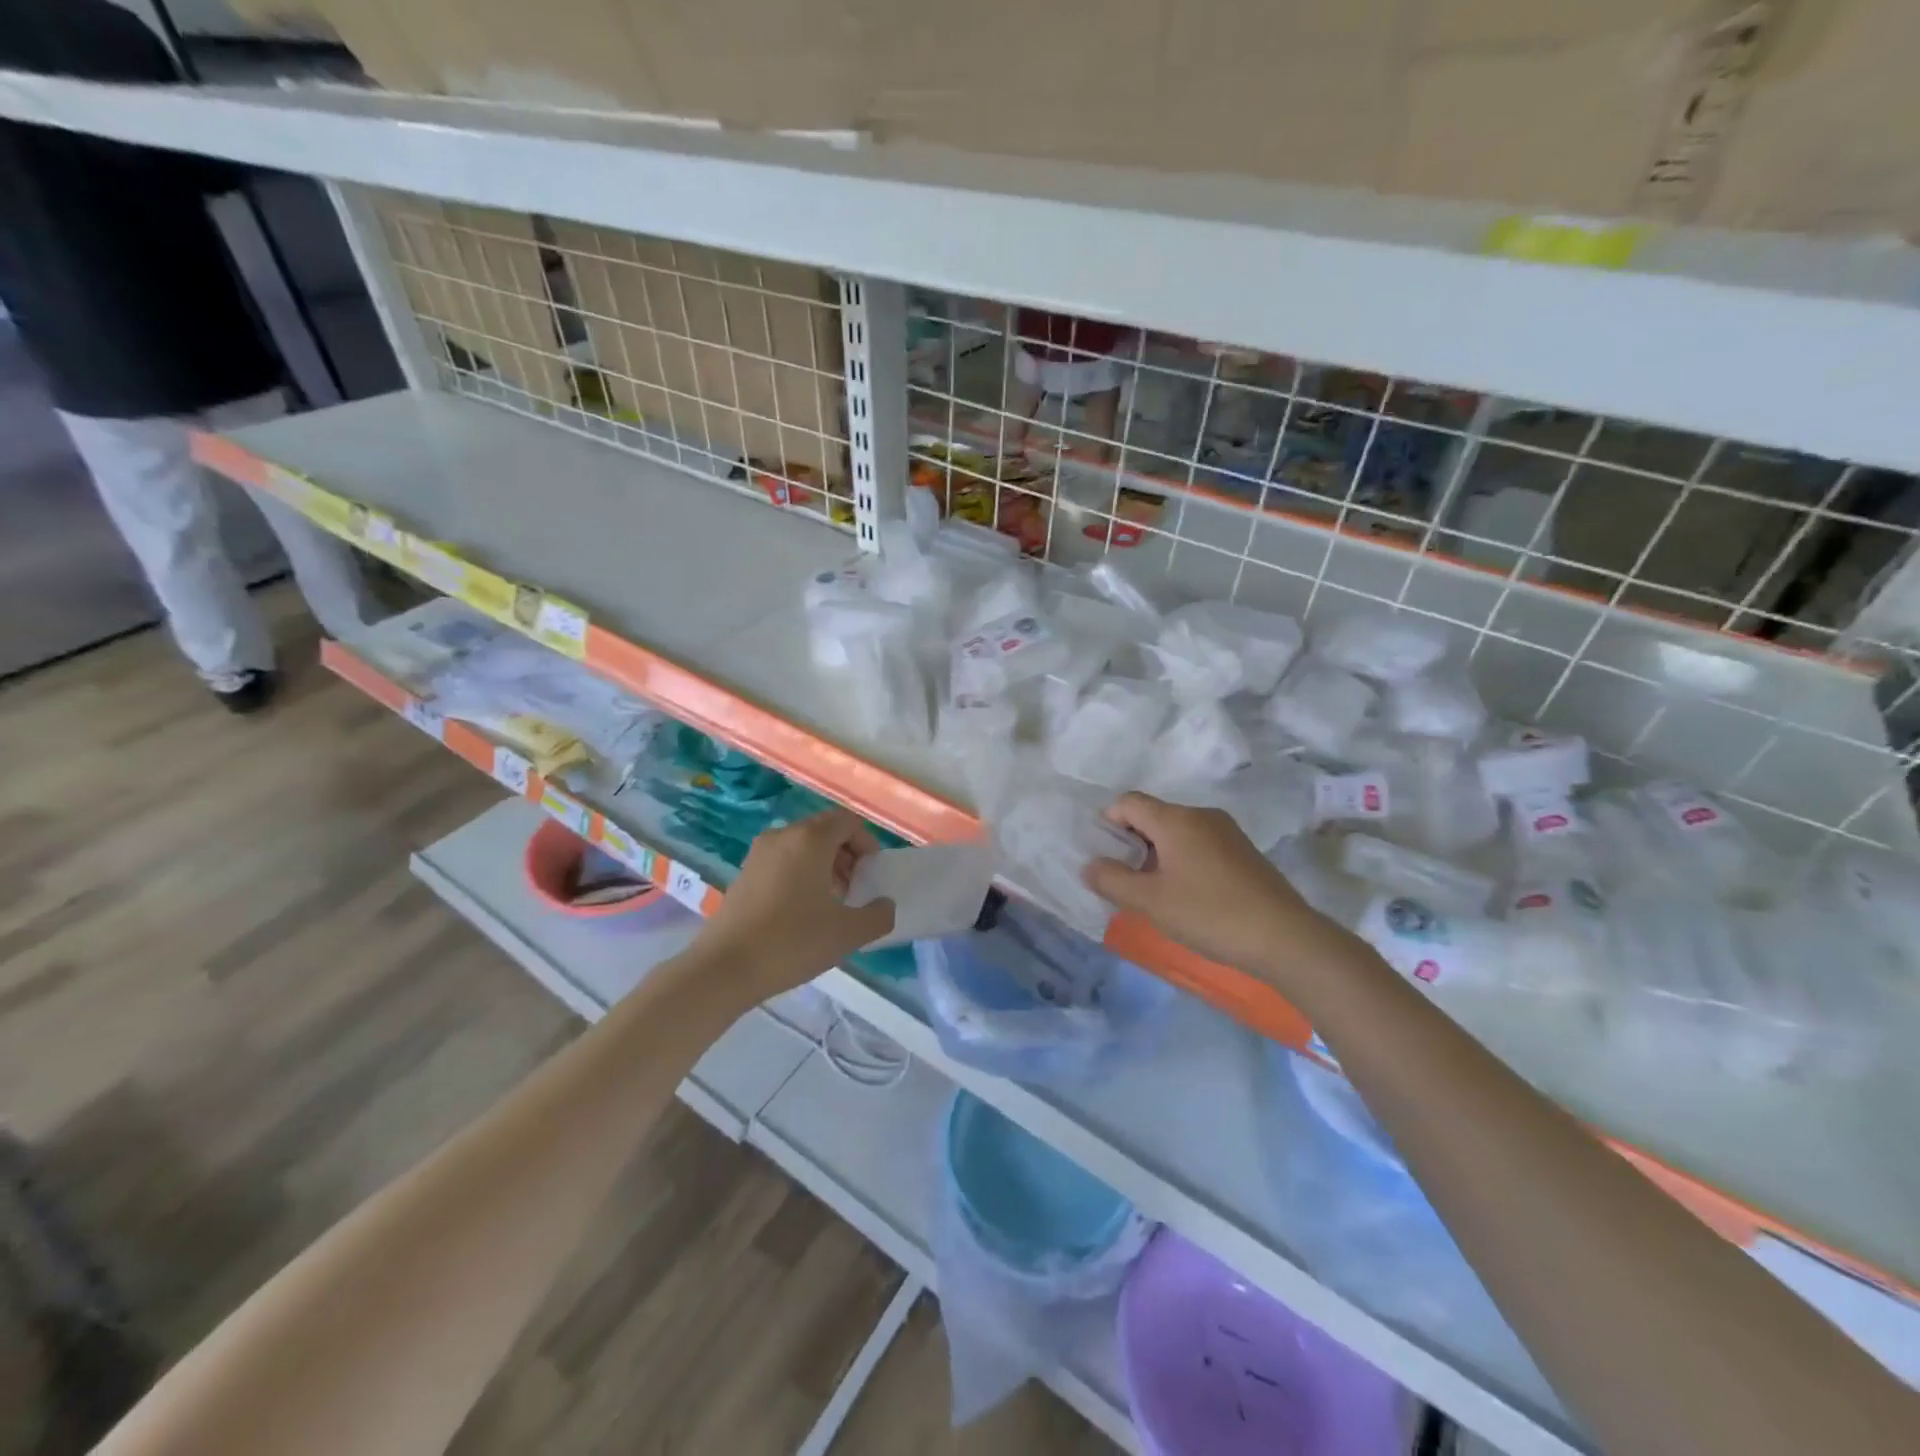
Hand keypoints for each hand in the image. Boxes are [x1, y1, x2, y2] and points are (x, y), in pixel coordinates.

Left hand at [693, 809, 895, 1002]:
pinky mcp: (744, 873)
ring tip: (832, 902)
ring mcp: (759, 854)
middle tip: (856, 889)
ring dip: (825, 865)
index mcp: (810, 839)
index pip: (847, 822)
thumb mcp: (847, 934)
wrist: (724, 968)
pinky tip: (803, 911)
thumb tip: (885, 905)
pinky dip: (801, 874)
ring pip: (803, 846)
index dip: (867, 843)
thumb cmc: (791, 942)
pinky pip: (783, 861)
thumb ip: (878, 916)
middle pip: (825, 831)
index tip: (872, 874)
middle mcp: (783, 836)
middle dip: (847, 855)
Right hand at [1082, 793, 1347, 984]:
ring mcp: (1227, 832)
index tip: (1103, 857)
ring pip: (1177, 832)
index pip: (1128, 802)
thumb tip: (1089, 865)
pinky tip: (1187, 896)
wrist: (1285, 937)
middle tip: (1124, 880)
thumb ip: (1112, 881)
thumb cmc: (1210, 913)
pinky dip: (1183, 861)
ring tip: (1154, 893)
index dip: (1108, 823)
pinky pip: (1200, 845)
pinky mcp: (1244, 852)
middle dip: (1131, 842)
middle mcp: (1201, 816)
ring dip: (1157, 855)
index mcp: (1175, 819)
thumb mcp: (1151, 902)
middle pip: (1153, 816)